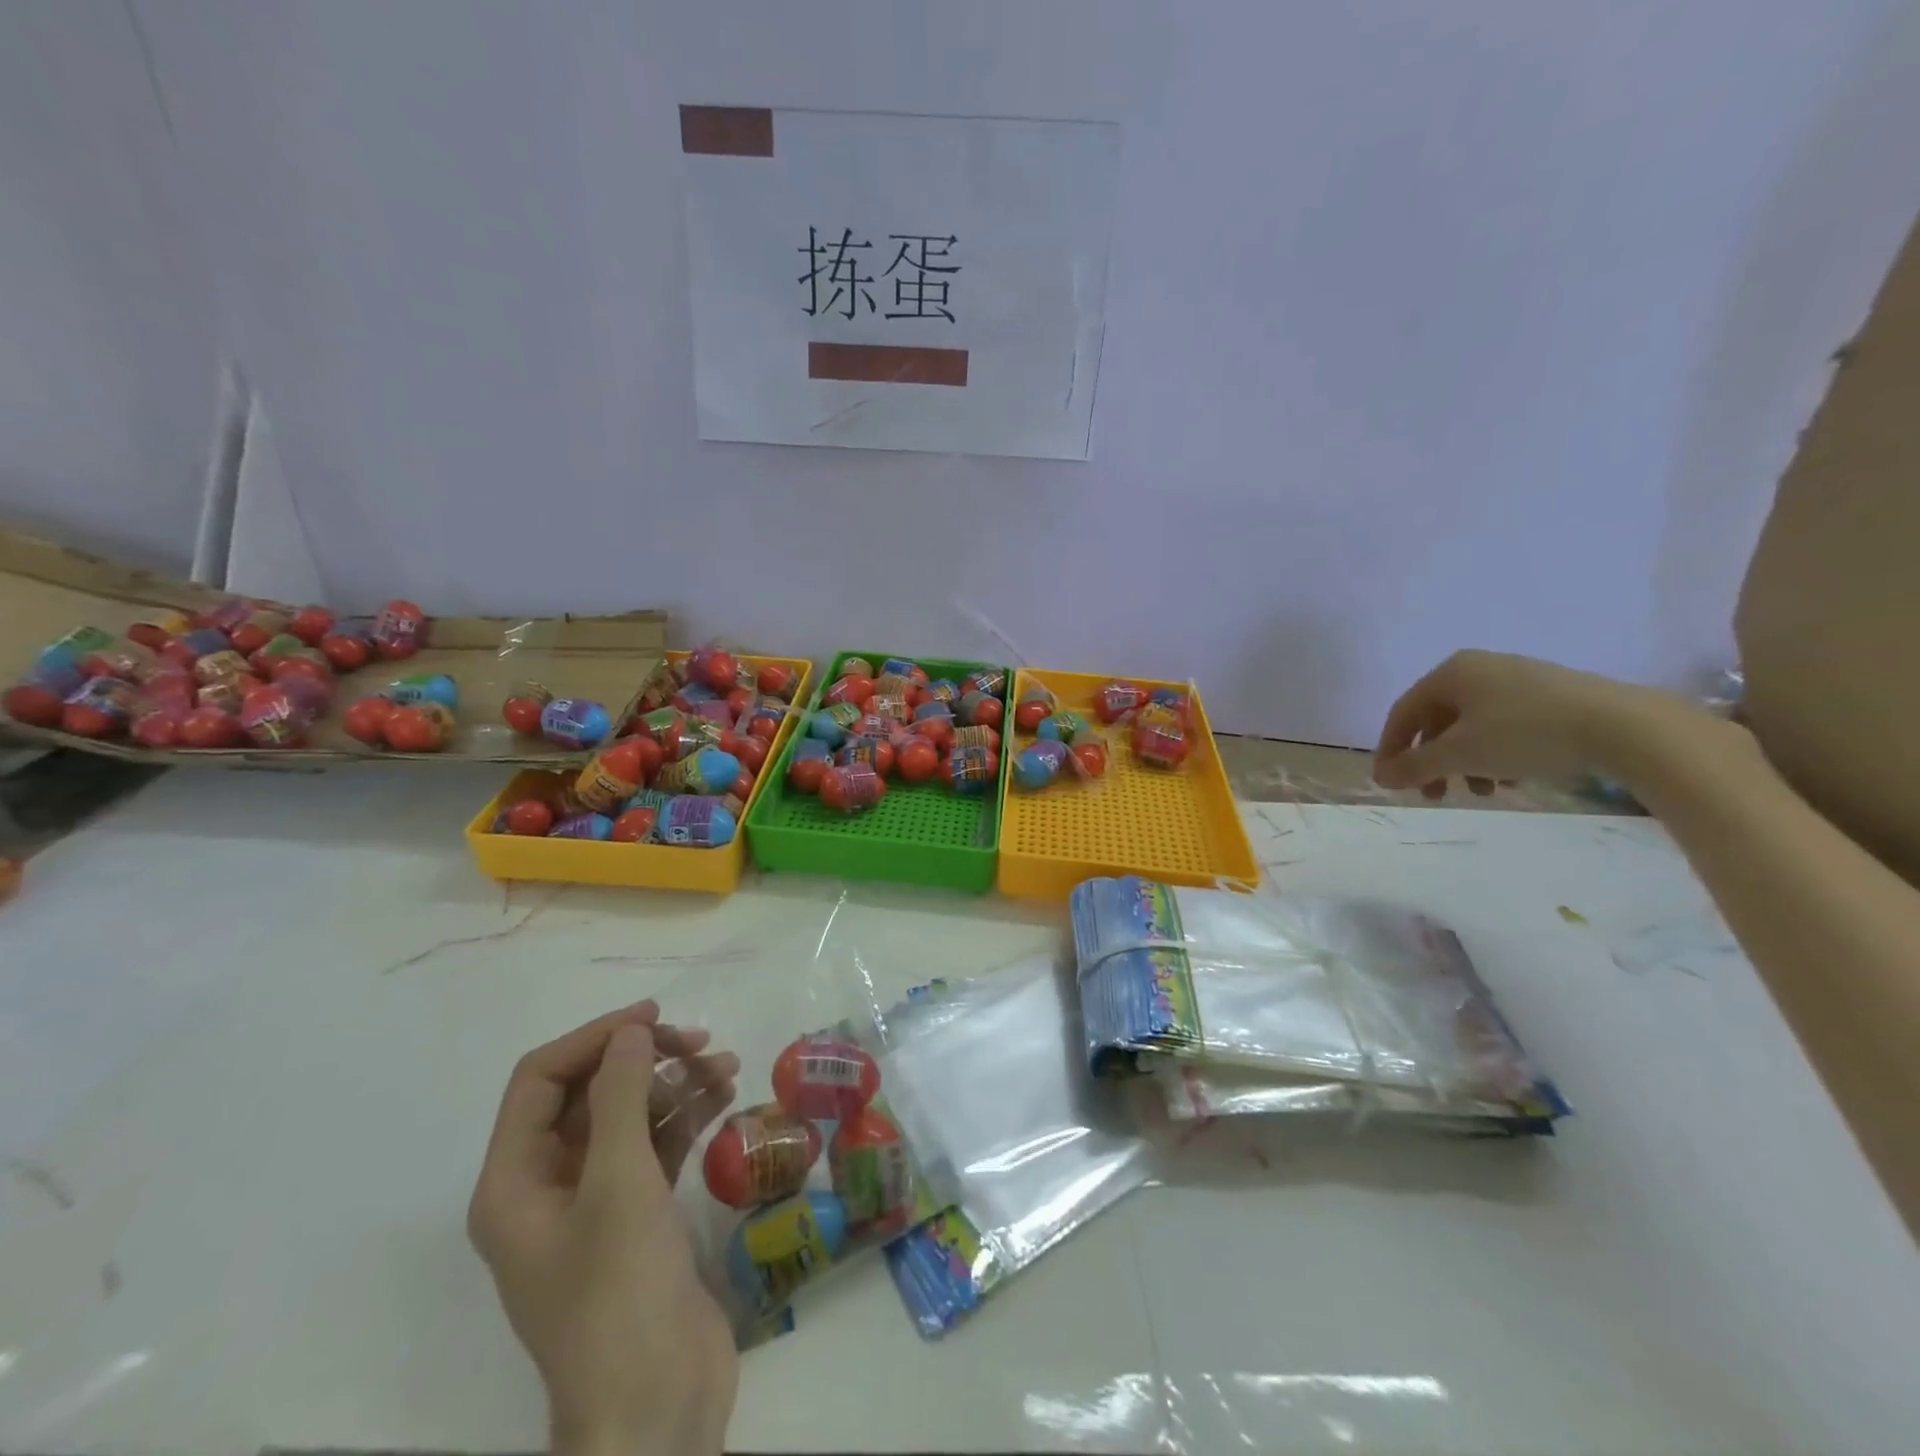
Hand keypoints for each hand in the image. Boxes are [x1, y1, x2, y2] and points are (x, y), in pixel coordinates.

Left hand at [469, 1001, 741, 1455]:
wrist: (656, 1405)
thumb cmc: (620, 1292)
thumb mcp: (619, 1182)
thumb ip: (620, 1095)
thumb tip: (629, 1030)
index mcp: (514, 1183)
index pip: (540, 1080)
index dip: (594, 1038)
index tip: (653, 1017)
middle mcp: (546, 1188)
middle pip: (588, 1094)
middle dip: (642, 1060)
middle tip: (699, 1043)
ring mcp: (594, 1204)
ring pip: (628, 1117)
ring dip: (673, 1084)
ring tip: (725, 1065)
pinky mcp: (637, 1219)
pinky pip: (657, 1147)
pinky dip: (687, 1117)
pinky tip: (726, 1096)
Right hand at [1373, 650, 1681, 798]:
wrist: (1623, 726)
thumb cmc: (1524, 733)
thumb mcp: (1460, 754)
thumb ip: (1413, 766)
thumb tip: (1380, 777)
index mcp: (1450, 672)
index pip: (1402, 713)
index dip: (1390, 750)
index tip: (1389, 783)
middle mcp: (1479, 668)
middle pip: (1437, 721)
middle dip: (1432, 762)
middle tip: (1434, 794)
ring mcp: (1518, 680)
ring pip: (1472, 727)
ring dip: (1464, 763)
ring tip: (1481, 792)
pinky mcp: (1552, 696)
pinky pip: (1505, 726)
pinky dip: (1496, 755)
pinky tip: (1513, 779)